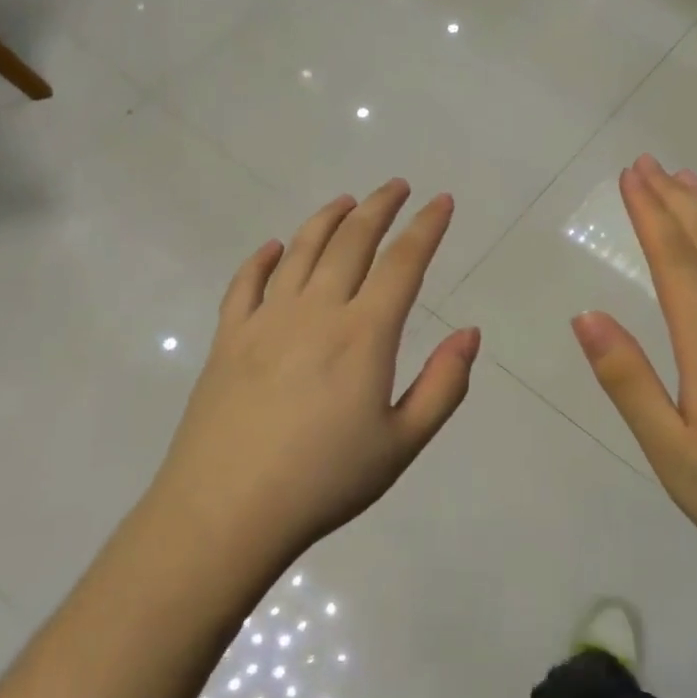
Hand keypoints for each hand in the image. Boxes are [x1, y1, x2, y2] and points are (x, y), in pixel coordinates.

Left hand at [148, 180, 480, 569]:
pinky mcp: (228, 337)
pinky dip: (262, 258)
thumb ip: (444, 386)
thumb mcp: (402, 444)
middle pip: (351, 241)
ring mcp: (265, 320)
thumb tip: (470, 333)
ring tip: (346, 201)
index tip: (441, 202)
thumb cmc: (324, 481)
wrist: (226, 511)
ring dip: (327, 219)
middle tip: (397, 186)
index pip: (402, 263)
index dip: (426, 228)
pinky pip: (245, 282)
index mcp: (363, 335)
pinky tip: (273, 247)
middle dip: (379, 207)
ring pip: (300, 250)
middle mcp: (315, 311)